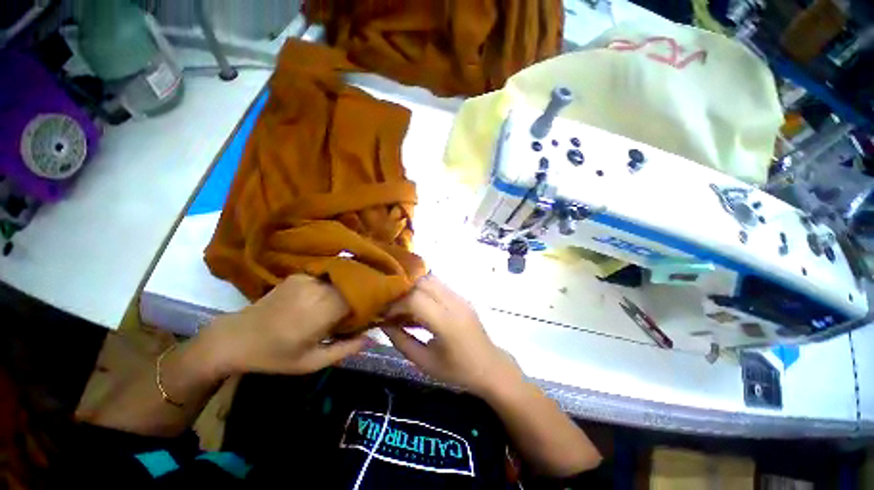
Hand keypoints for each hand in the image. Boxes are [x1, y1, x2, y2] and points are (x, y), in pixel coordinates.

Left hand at [202, 275, 368, 376]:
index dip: (373, 299)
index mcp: (321, 311)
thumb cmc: (275, 355)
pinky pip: (328, 275)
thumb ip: (345, 349)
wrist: (235, 338)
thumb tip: (372, 338)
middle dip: (365, 291)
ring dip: (352, 285)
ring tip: (356, 296)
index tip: (381, 307)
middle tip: (371, 302)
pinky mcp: (299, 274)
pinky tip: (336, 290)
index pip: (359, 296)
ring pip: (342, 277)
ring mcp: (307, 278)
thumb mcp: (311, 363)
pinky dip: (337, 281)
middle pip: (353, 283)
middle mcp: (317, 289)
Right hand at [382, 275, 521, 396]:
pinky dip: (425, 290)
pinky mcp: (462, 297)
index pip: (416, 299)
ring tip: (405, 306)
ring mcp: (460, 298)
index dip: (397, 304)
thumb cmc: (457, 371)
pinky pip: (439, 285)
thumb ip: (401, 341)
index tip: (386, 315)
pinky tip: (420, 307)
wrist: (491, 367)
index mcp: (446, 322)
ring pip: (431, 279)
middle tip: (394, 308)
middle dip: (404, 292)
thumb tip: (384, 324)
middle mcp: (454, 304)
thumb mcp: (425, 362)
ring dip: (414, 288)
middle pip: (423, 282)